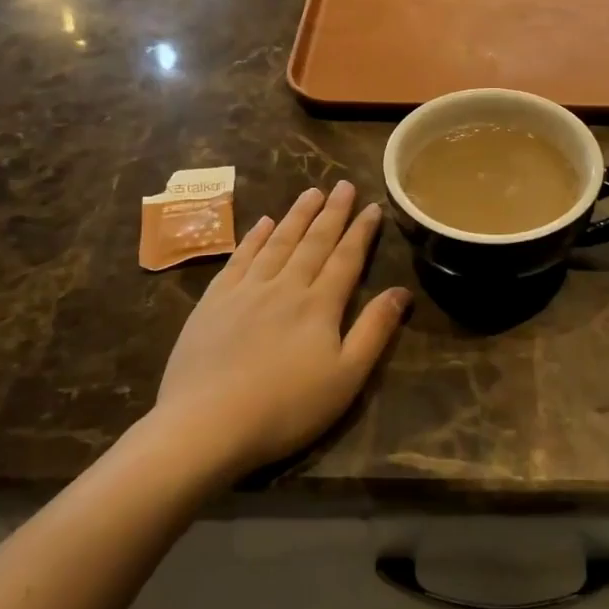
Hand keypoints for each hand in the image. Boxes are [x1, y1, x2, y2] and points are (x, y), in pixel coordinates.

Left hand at [149, 182, 410, 483]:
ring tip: (311, 192)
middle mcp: (285, 286)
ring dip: (296, 215)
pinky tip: (263, 223)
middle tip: (343, 185)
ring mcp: (245, 290)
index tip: (372, 206)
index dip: (361, 231)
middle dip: (332, 212)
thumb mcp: (347, 377)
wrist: (206, 424)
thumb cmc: (286, 408)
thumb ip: (375, 330)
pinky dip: (254, 238)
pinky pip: (240, 258)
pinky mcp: (214, 302)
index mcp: (320, 304)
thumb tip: (402, 291)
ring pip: (278, 242)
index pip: (346, 258)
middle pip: (313, 241)